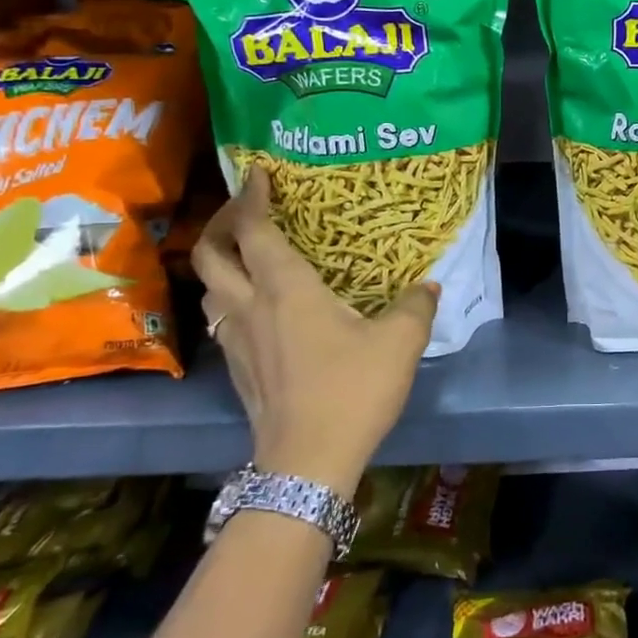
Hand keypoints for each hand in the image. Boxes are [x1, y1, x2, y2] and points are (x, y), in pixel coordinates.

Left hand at [191, 165, 438, 496]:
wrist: (307, 464)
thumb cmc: (351, 390)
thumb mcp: (399, 343)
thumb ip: (415, 307)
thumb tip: (427, 286)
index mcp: (285, 290)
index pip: (254, 230)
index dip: (251, 197)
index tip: (258, 174)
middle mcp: (250, 307)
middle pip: (210, 255)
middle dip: (222, 224)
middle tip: (247, 211)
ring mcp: (237, 341)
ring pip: (210, 289)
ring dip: (221, 263)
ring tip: (249, 256)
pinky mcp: (237, 370)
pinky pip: (222, 318)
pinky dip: (230, 297)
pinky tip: (259, 308)